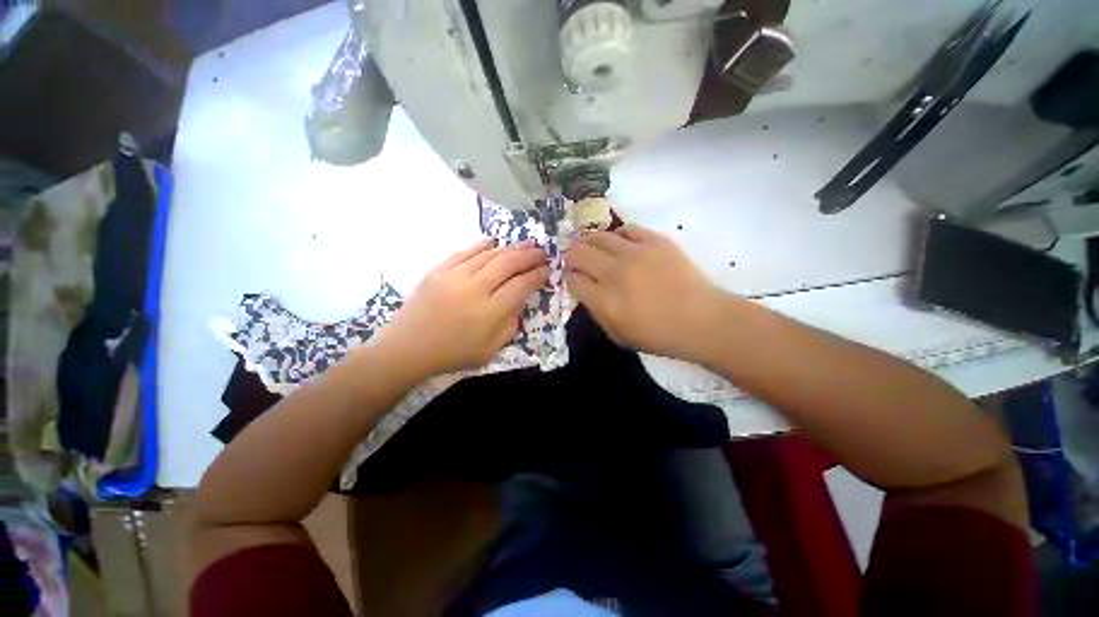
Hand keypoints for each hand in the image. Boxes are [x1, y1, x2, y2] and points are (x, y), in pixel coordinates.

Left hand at [371, 239, 548, 378]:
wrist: (407, 348)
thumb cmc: (453, 354)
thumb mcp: (490, 350)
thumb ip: (510, 324)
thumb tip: (520, 300)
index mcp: (489, 312)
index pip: (521, 285)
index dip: (537, 275)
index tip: (547, 269)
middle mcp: (474, 289)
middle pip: (508, 264)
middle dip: (529, 255)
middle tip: (542, 251)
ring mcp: (454, 276)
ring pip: (489, 254)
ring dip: (510, 248)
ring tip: (525, 244)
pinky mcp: (438, 270)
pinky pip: (465, 252)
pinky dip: (482, 245)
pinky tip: (494, 241)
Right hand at [565, 224, 729, 362]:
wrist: (701, 319)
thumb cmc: (658, 334)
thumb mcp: (618, 335)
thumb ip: (596, 312)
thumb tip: (586, 290)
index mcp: (604, 301)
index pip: (574, 280)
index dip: (569, 278)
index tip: (573, 278)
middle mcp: (614, 273)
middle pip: (579, 254)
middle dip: (571, 256)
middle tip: (573, 257)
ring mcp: (635, 254)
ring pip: (599, 237)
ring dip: (588, 240)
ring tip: (588, 243)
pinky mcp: (655, 241)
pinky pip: (627, 229)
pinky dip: (617, 234)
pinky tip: (617, 240)